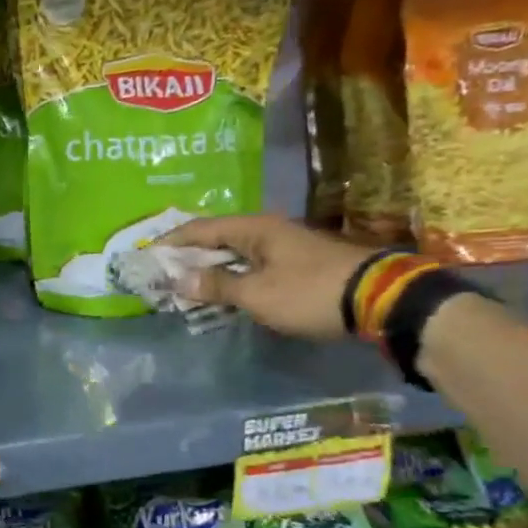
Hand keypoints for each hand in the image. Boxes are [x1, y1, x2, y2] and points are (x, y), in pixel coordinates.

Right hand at [160, 215, 377, 338]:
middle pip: (218, 238)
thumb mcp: (257, 293)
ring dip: (212, 268)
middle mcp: (269, 230)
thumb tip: (178, 279)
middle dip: (189, 255)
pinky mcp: (301, 264)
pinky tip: (227, 291)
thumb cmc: (309, 292)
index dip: (172, 241)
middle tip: (163, 272)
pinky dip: (234, 276)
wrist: (379, 299)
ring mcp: (287, 246)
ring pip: (238, 253)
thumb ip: (216, 285)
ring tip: (188, 284)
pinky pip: (255, 265)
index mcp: (254, 228)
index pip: (201, 229)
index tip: (148, 254)